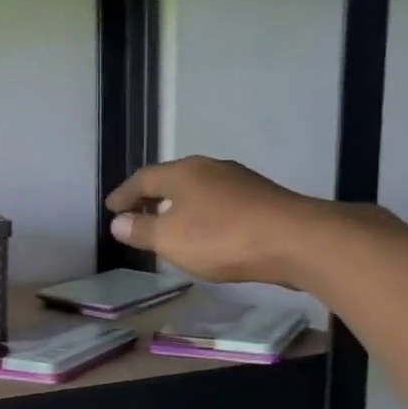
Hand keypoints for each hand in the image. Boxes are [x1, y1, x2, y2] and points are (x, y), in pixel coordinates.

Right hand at [105, 155, 325, 286]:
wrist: (296, 240)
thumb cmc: (221, 237)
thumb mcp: (170, 239)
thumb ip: (141, 230)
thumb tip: (118, 222)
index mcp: (182, 173)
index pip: (143, 179)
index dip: (124, 195)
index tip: (111, 209)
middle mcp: (210, 168)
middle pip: (172, 180)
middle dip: (151, 197)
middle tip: (137, 215)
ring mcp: (239, 181)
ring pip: (198, 190)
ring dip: (179, 206)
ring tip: (169, 226)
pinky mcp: (262, 198)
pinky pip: (220, 202)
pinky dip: (203, 214)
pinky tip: (206, 232)